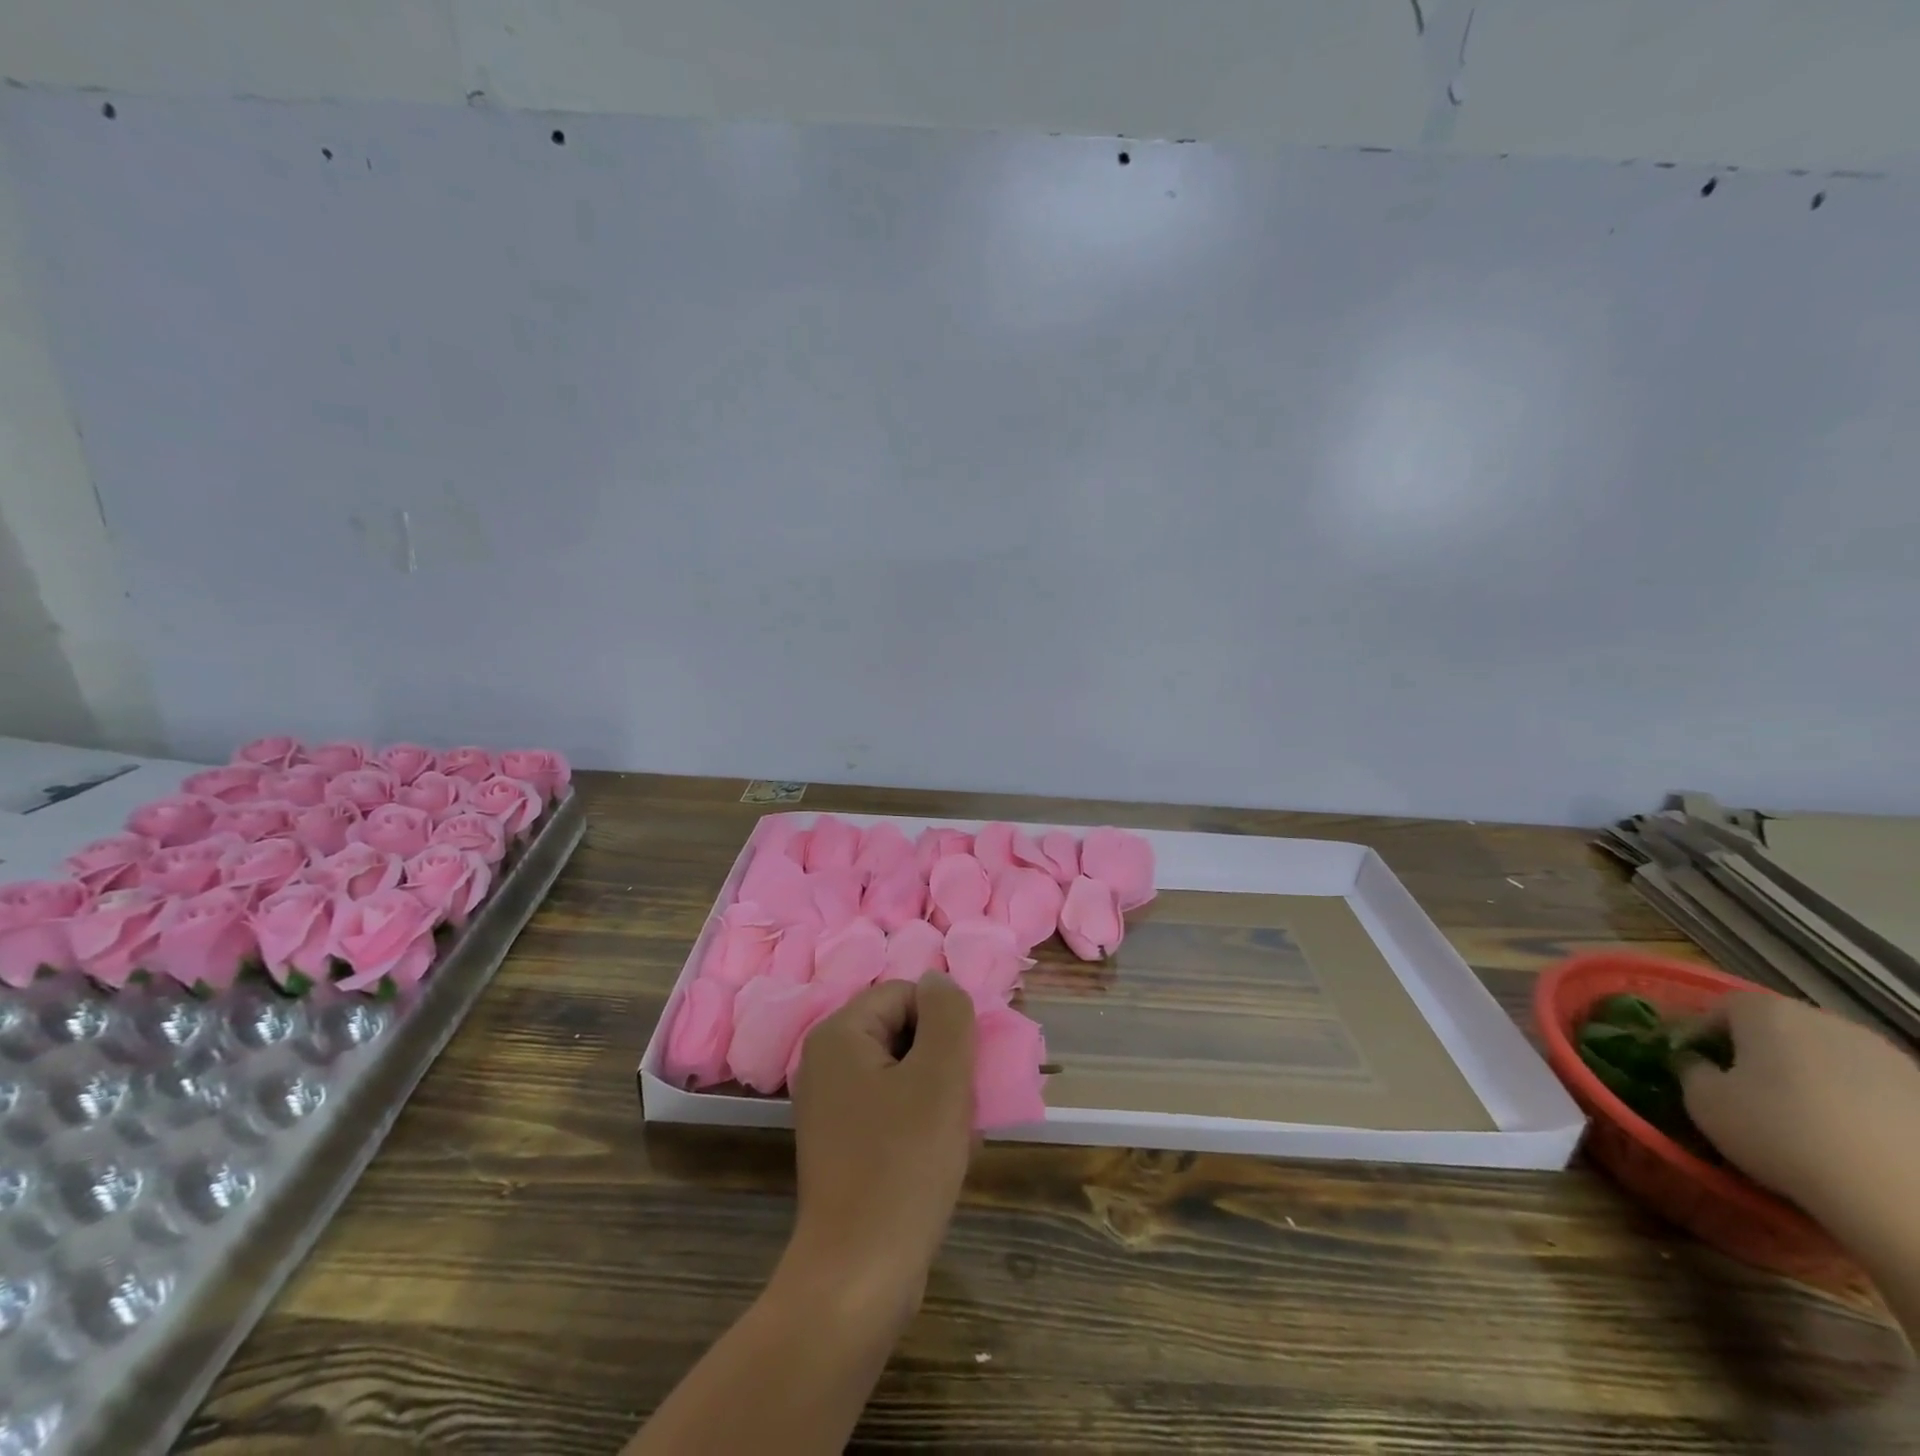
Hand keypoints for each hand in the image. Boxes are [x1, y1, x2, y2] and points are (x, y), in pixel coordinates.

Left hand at [782, 973, 976, 1330]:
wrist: (859, 1277)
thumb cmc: (903, 1165)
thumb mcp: (940, 1077)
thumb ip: (948, 1014)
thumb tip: (940, 981)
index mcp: (839, 1033)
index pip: (906, 993)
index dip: (944, 1023)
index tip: (963, 1070)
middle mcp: (825, 1060)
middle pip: (902, 1029)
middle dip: (942, 1059)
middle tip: (962, 1103)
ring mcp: (829, 1104)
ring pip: (902, 1070)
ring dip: (938, 1092)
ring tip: (957, 1132)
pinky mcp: (841, 1142)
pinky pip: (890, 1107)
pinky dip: (920, 1120)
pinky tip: (942, 1154)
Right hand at [1682, 993, 1919, 1241]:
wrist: (1903, 1196)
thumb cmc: (1781, 1133)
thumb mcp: (1704, 1102)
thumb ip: (1691, 1070)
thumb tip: (1697, 1062)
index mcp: (1768, 1012)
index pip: (1721, 1006)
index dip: (1702, 1032)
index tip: (1695, 1063)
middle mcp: (1827, 1020)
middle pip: (1780, 1027)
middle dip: (1760, 1052)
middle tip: (1745, 1090)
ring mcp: (1888, 1056)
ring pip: (1830, 1056)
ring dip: (1811, 1076)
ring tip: (1804, 1119)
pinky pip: (1873, 1087)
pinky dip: (1856, 1103)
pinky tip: (1852, 1139)